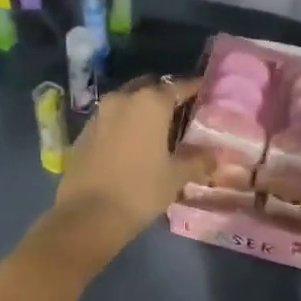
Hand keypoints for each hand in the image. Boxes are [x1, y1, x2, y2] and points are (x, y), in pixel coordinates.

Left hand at [53, 75, 211, 251]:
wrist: (88, 215)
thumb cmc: (140, 190)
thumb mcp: (176, 176)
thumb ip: (198, 160)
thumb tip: (216, 156)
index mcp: (150, 102)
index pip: (178, 86)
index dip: (193, 88)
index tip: (204, 92)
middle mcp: (123, 98)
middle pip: (149, 88)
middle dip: (164, 96)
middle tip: (180, 113)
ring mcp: (100, 113)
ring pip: (127, 101)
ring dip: (141, 109)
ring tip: (156, 129)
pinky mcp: (84, 131)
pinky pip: (110, 118)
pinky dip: (123, 124)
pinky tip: (132, 143)